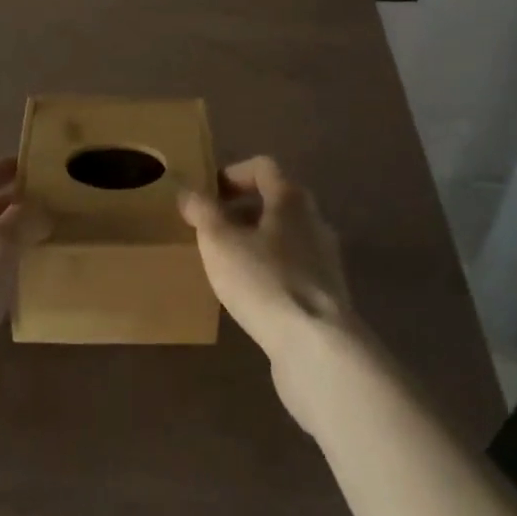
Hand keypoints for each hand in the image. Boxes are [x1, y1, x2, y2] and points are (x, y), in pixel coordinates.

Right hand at [179, 156, 358, 425]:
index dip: (232, 174)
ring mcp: (325, 260)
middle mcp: (314, 221)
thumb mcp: (220, 241)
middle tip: (213, 230)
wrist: (318, 348)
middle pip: (276, 203)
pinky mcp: (328, 296)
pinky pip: (294, 271)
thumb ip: (202, 211)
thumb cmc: (265, 281)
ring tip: (227, 265)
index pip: (263, 168)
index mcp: (291, 198)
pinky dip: (271, 273)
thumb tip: (188, 191)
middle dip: (242, 212)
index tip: (208, 195)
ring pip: (285, 238)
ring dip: (256, 244)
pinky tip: (251, 297)